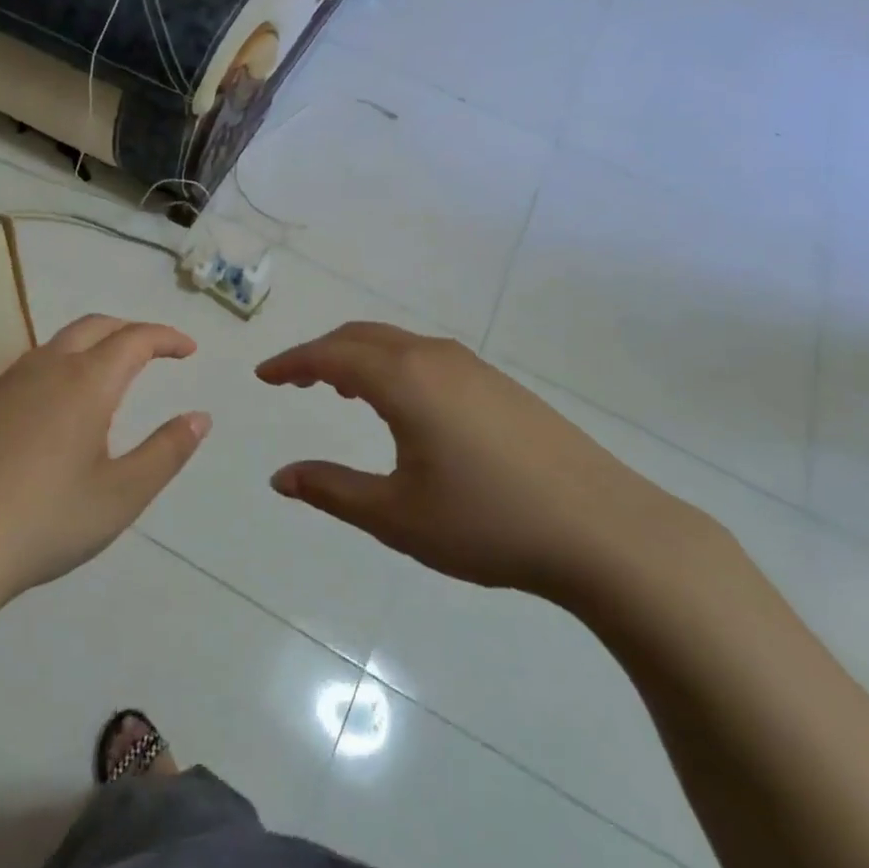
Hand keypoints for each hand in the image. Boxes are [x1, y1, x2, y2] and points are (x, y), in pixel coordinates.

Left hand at [0, 315, 210, 609]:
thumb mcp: (121, 495)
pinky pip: (27, 371)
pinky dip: (57, 371)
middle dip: (129, 330)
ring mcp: (3, 385)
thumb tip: (200, 417)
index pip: (135, 338)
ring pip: (56, 345)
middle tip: (154, 351)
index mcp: (86, 382)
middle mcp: (44, 368)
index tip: (188, 350)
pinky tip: (54, 413)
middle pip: (94, 326)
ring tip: (109, 379)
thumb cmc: (45, 521)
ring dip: (91, 347)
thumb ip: (167, 451)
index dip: (166, 338)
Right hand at [257, 322, 698, 602]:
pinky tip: (402, 405)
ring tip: (338, 390)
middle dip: (320, 354)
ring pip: (397, 343)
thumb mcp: (396, 515)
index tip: (263, 377)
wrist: (605, 530)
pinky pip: (427, 357)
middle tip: (292, 381)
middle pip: (361, 337)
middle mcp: (434, 357)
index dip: (291, 364)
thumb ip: (331, 491)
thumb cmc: (488, 523)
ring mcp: (473, 367)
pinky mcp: (500, 384)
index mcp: (403, 379)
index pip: (329, 356)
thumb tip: (280, 477)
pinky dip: (394, 366)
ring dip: (359, 358)